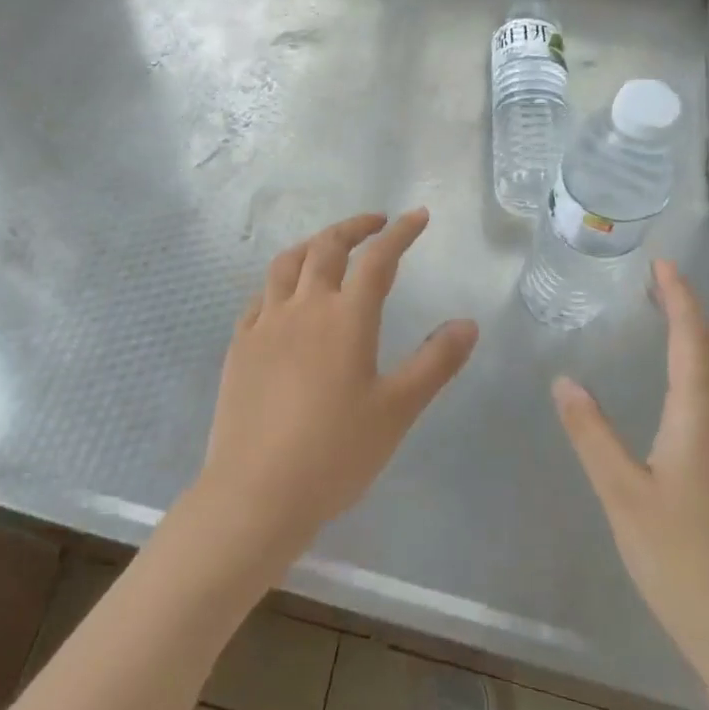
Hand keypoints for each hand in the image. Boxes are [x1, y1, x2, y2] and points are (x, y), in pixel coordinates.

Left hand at [195, 209, 478, 566]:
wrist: (256, 493)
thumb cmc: (335, 453)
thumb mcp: (397, 410)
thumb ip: (434, 362)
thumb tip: (468, 323)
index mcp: (346, 318)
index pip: (378, 259)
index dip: (400, 233)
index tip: (417, 216)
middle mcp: (304, 307)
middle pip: (327, 247)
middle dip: (354, 227)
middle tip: (375, 223)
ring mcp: (266, 324)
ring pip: (287, 263)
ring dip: (312, 244)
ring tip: (328, 246)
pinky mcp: (240, 345)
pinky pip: (260, 296)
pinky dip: (280, 282)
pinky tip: (284, 296)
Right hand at [553, 260, 708, 693]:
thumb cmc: (681, 563)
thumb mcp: (621, 496)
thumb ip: (592, 434)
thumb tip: (565, 380)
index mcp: (702, 421)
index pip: (694, 341)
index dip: (681, 298)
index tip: (665, 265)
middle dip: (693, 315)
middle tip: (659, 292)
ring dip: (706, 347)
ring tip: (673, 334)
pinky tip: (694, 404)